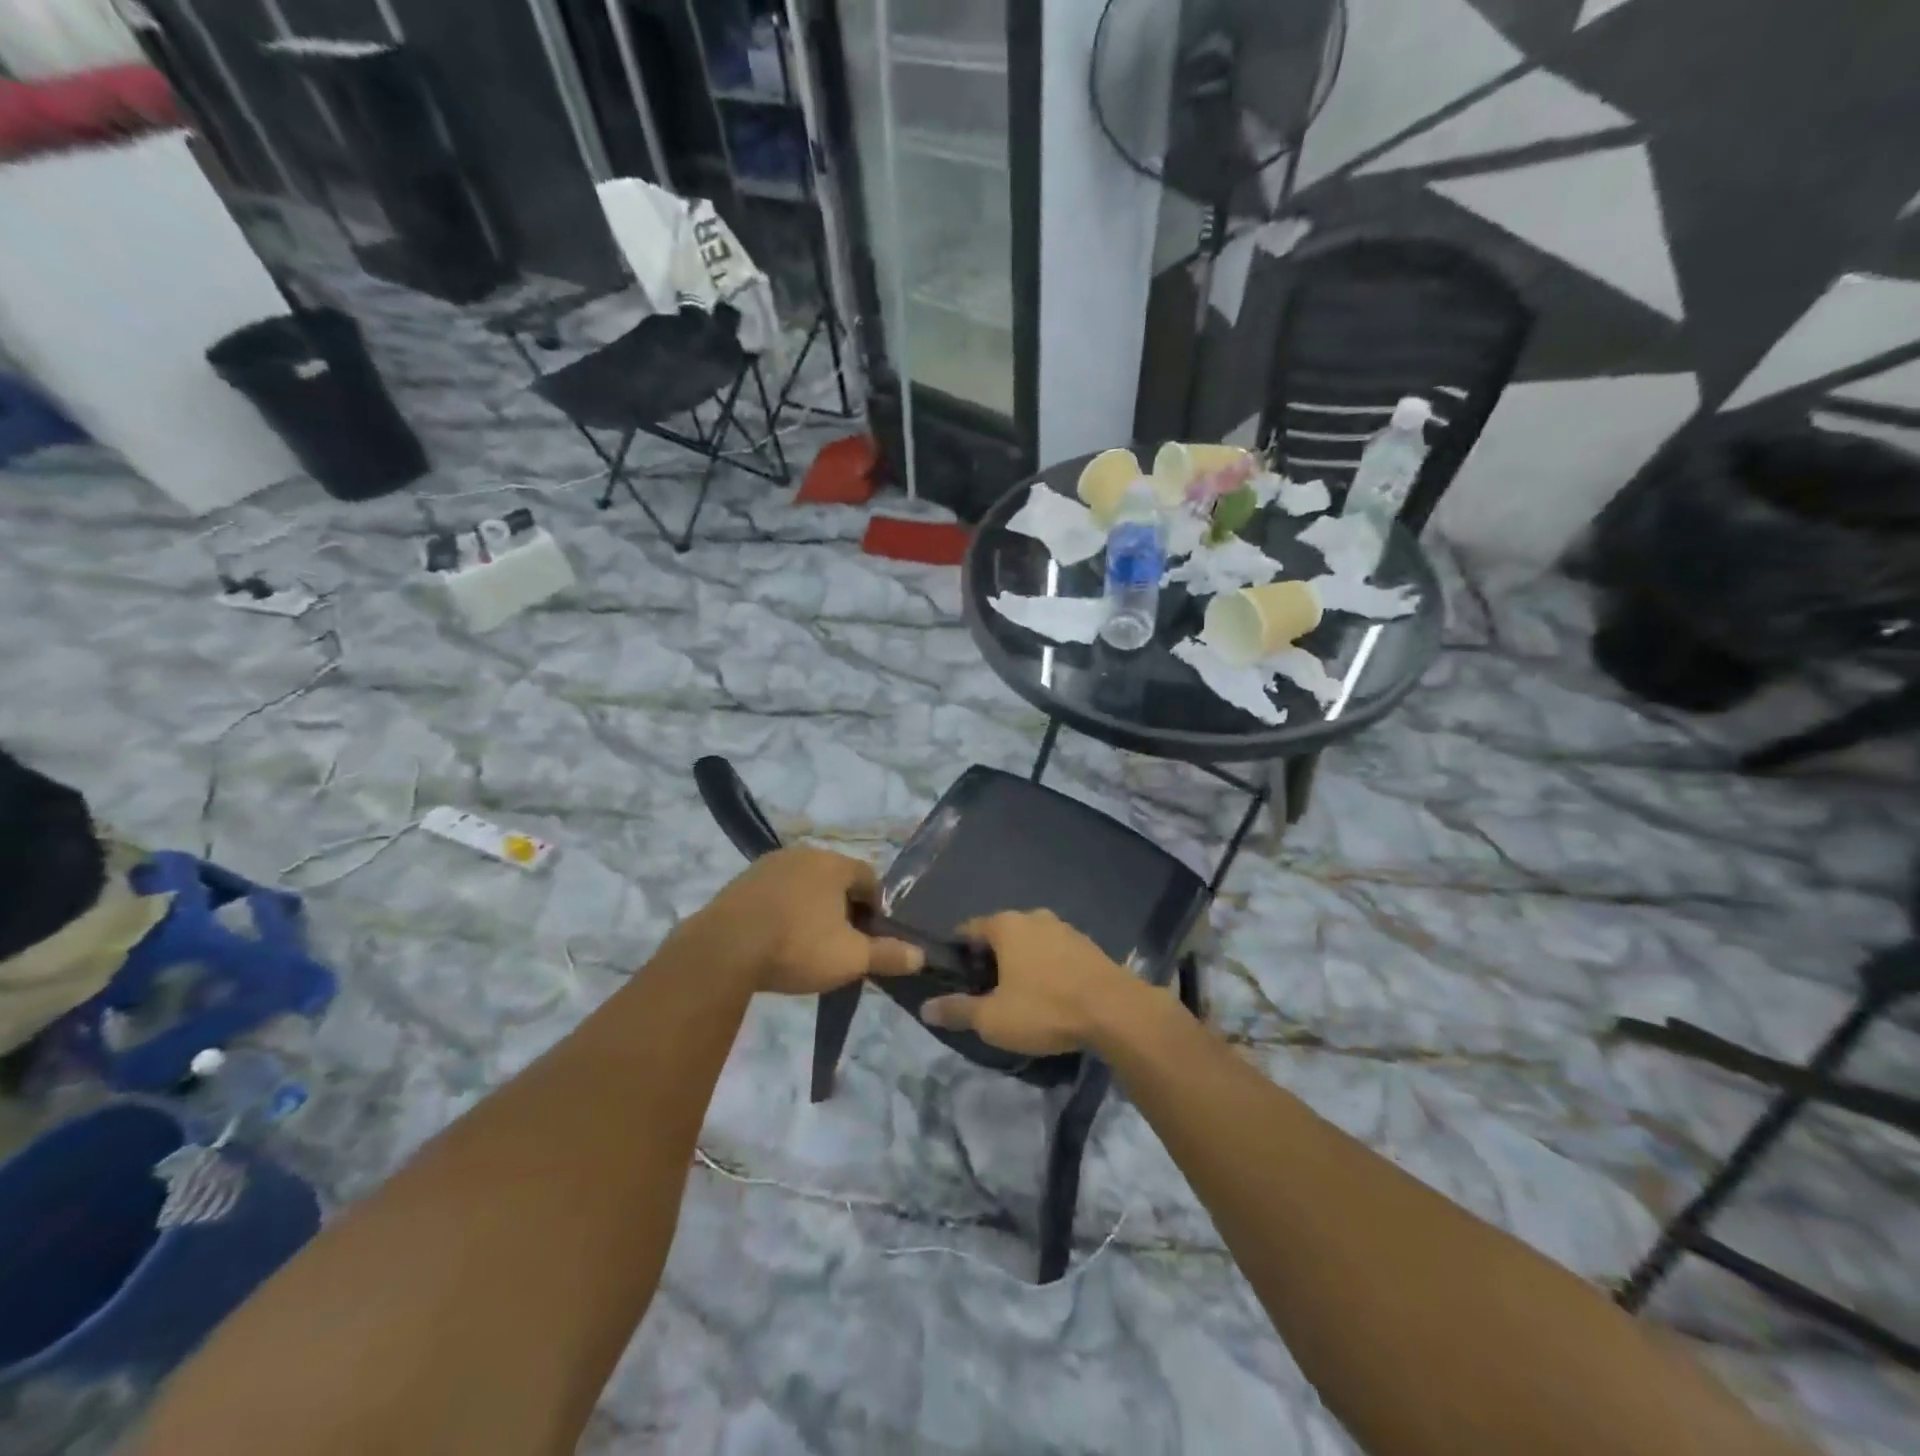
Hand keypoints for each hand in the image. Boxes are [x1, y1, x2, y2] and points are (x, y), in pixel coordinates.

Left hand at [687, 847, 921, 995]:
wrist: (723, 950)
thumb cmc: (797, 946)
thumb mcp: (850, 957)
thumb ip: (888, 954)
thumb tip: (920, 956)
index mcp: (833, 864)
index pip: (869, 879)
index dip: (877, 908)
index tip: (873, 937)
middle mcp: (802, 854)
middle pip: (835, 880)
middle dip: (843, 908)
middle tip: (843, 943)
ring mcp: (766, 866)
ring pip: (803, 886)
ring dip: (811, 909)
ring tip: (808, 945)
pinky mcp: (739, 884)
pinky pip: (774, 894)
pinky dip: (782, 912)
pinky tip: (777, 940)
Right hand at [920, 910, 1129, 1054]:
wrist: (1115, 1011)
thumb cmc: (1045, 1009)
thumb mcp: (993, 1018)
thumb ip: (957, 1010)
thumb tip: (925, 1008)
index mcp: (1006, 925)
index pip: (969, 929)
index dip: (957, 952)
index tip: (954, 976)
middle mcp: (1034, 917)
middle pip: (1001, 934)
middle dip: (990, 958)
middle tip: (985, 991)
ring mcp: (1064, 928)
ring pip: (1030, 942)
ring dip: (1021, 962)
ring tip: (1018, 995)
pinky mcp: (1088, 945)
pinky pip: (1055, 953)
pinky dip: (1046, 967)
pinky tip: (1050, 994)